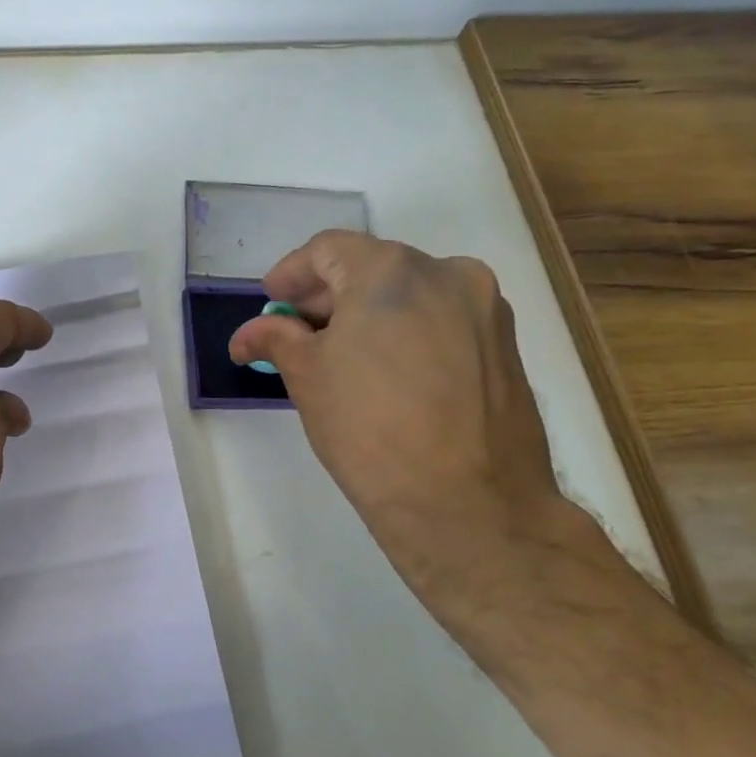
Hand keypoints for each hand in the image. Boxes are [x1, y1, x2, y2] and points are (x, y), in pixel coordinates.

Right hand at [228, 232, 578, 591]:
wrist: (470, 506)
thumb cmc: (370, 430)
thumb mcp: (307, 377)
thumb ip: (276, 339)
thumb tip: (248, 335)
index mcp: (392, 270)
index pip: (328, 250)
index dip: (291, 274)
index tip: (272, 303)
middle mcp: (448, 274)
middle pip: (372, 267)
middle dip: (328, 296)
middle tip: (297, 332)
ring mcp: (486, 311)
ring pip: (411, 294)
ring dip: (369, 314)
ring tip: (342, 357)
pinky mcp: (507, 348)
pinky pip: (443, 322)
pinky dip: (407, 333)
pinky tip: (388, 374)